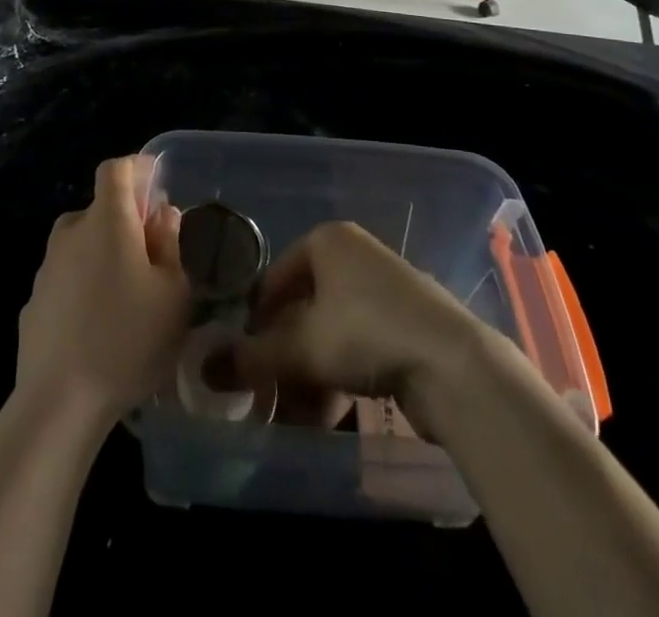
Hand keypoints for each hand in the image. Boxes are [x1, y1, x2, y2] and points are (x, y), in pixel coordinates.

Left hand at [16, 155, 190, 428]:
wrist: (60, 401)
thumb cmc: (129, 339)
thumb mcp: (173, 293)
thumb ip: (170, 244)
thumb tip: (162, 215)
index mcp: (107, 220)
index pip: (115, 169)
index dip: (136, 168)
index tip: (156, 183)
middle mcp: (71, 233)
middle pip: (99, 209)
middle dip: (125, 220)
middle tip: (151, 252)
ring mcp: (47, 268)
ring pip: (81, 244)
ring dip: (103, 254)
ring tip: (127, 294)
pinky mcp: (33, 302)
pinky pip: (66, 278)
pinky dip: (83, 285)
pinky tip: (98, 324)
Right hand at [206, 220, 497, 437]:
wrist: (453, 363)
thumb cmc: (366, 333)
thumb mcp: (301, 348)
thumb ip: (251, 360)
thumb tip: (204, 371)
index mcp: (327, 240)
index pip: (274, 278)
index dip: (254, 320)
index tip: (241, 360)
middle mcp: (353, 255)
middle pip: (302, 308)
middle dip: (282, 357)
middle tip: (266, 397)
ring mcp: (382, 288)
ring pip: (329, 332)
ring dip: (307, 375)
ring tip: (294, 418)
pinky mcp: (404, 322)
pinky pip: (357, 345)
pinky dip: (338, 377)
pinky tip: (328, 417)